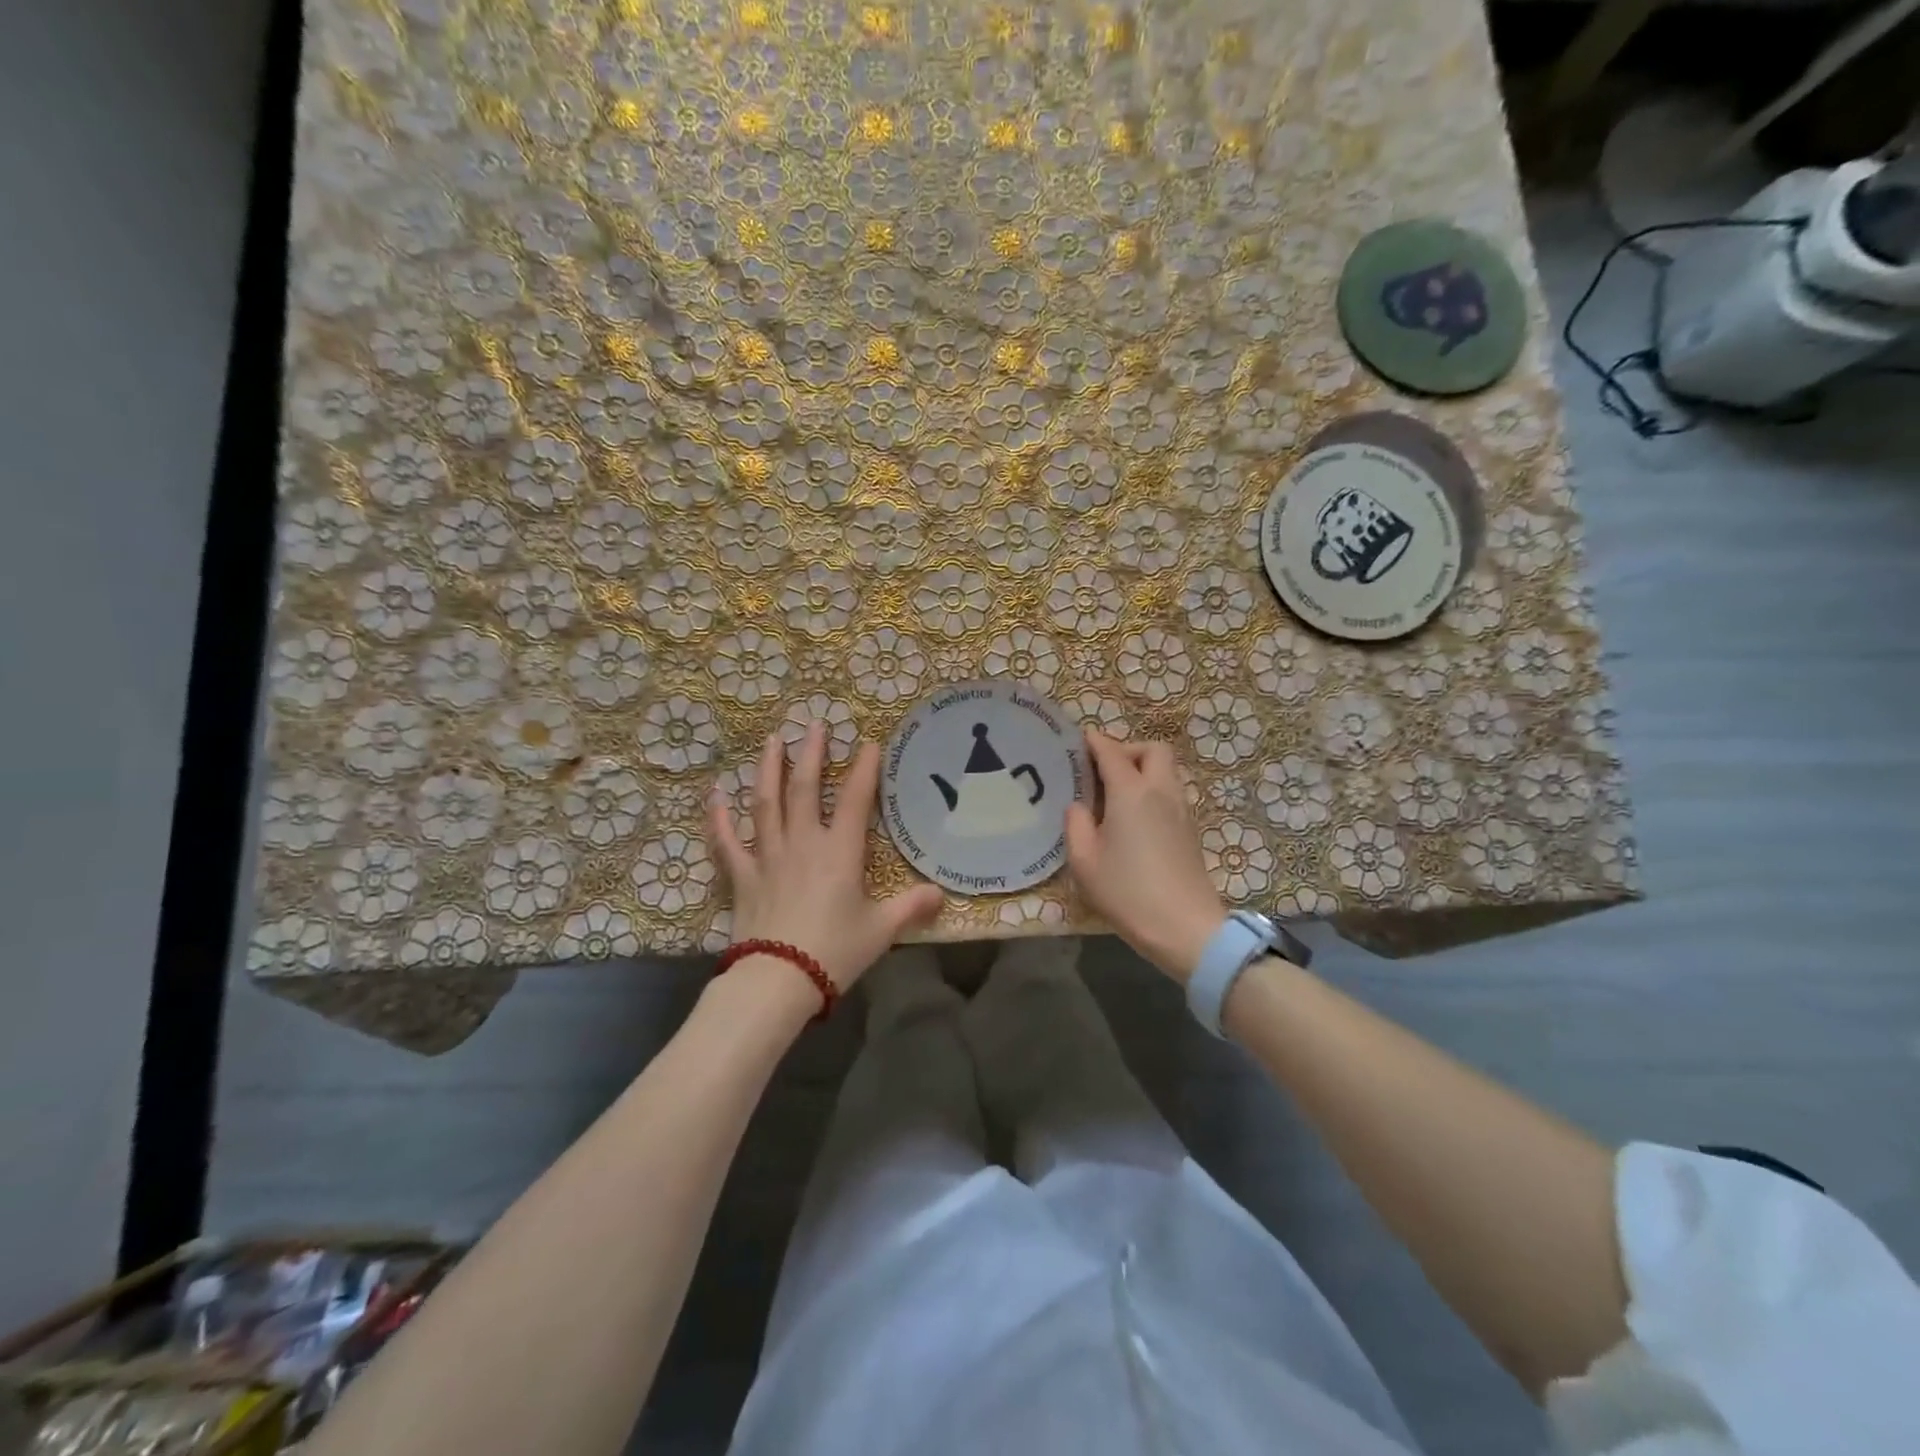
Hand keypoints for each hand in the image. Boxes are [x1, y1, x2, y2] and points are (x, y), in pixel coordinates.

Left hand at [709, 722, 945, 991]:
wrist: (778, 979)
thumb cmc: (835, 951)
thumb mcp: (881, 930)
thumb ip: (911, 907)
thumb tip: (941, 894)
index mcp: (840, 852)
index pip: (856, 800)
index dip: (865, 769)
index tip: (869, 742)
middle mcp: (803, 843)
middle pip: (805, 789)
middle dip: (812, 754)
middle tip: (814, 724)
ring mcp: (768, 856)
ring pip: (766, 803)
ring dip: (768, 769)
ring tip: (771, 741)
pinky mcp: (742, 876)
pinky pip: (727, 841)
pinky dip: (719, 817)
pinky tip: (716, 794)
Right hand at [1065, 730, 1224, 983]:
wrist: (1185, 928)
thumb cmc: (1128, 893)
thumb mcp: (1085, 862)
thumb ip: (1076, 825)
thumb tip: (1078, 807)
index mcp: (1131, 792)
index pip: (1111, 751)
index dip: (1093, 742)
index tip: (1078, 742)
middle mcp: (1161, 792)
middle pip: (1152, 750)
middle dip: (1127, 750)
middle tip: (1102, 771)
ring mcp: (1182, 810)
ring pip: (1166, 771)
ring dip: (1142, 771)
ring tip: (1114, 796)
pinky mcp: (1191, 830)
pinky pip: (1171, 793)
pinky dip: (1152, 792)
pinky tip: (1133, 819)